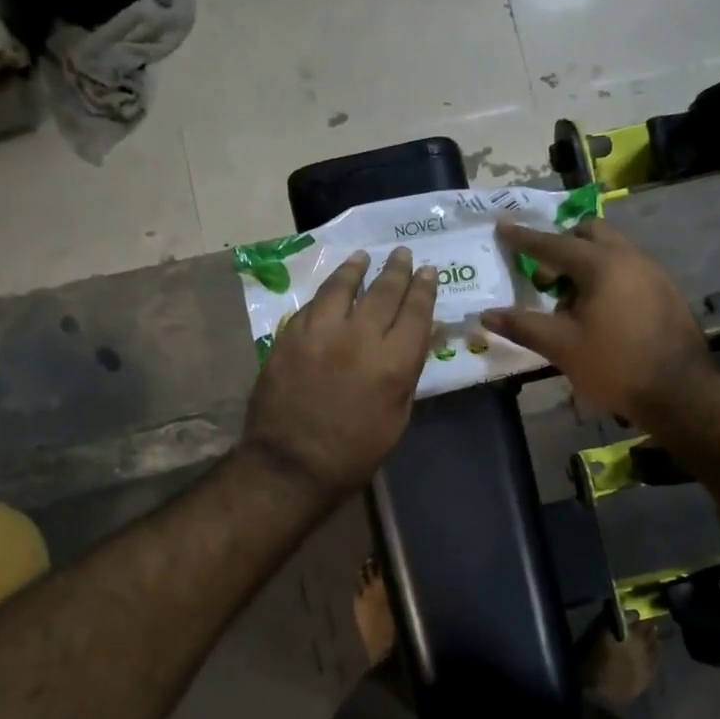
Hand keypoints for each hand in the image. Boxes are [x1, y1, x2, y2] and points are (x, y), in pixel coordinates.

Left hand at [241, 247, 437, 500]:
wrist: (291, 464)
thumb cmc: (354, 452)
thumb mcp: (397, 417)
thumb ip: (408, 372)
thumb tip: (421, 338)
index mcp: (394, 363)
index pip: (416, 312)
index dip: (424, 288)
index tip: (428, 271)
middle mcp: (360, 337)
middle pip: (384, 292)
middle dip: (397, 270)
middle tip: (403, 254)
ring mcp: (321, 332)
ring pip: (342, 287)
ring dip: (357, 269)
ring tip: (364, 257)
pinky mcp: (290, 335)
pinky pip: (313, 304)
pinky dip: (327, 291)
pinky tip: (332, 287)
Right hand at [481, 218, 710, 418]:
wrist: (679, 391)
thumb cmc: (615, 365)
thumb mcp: (562, 347)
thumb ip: (523, 326)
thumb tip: (486, 315)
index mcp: (601, 264)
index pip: (553, 244)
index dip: (524, 238)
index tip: (502, 226)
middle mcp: (630, 257)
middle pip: (589, 234)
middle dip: (561, 246)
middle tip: (544, 278)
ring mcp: (653, 272)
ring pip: (611, 251)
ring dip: (585, 265)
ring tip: (570, 304)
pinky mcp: (665, 290)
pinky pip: (628, 269)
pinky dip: (606, 278)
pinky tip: (600, 314)